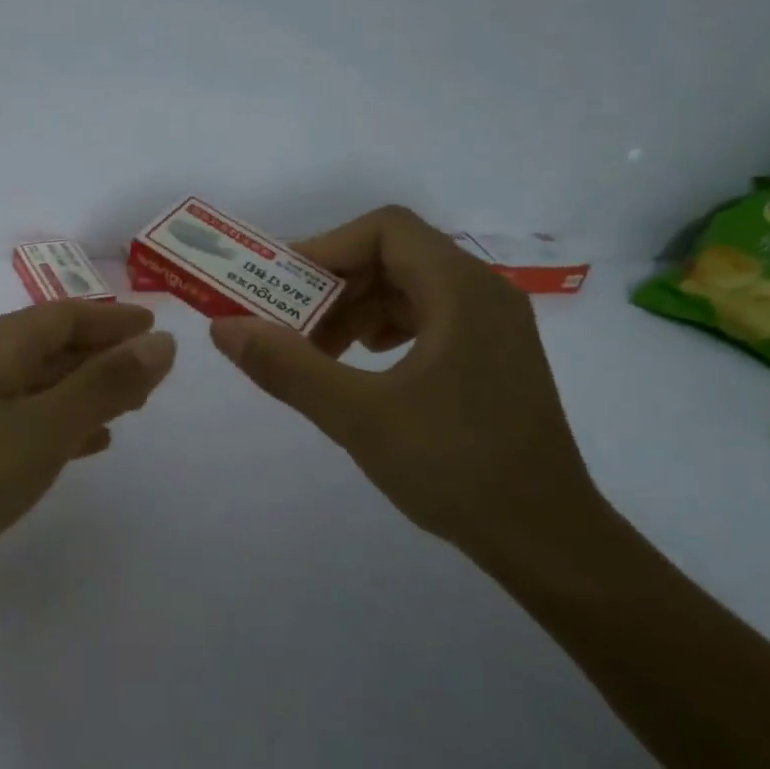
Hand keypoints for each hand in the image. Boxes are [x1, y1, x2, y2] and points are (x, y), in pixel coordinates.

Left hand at [0, 302, 176, 572]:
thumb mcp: (46, 427)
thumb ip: (105, 385)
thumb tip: (161, 344)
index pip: (68, 315)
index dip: (114, 321)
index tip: (155, 328)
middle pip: (53, 347)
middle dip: (103, 355)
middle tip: (151, 373)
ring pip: (39, 385)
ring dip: (85, 390)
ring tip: (130, 406)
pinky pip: (22, 419)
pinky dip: (58, 423)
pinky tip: (83, 445)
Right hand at [209, 205, 601, 555]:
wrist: (545, 538)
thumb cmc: (454, 467)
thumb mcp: (358, 416)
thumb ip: (288, 367)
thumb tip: (224, 327)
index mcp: (461, 291)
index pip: (385, 230)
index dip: (326, 248)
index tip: (281, 288)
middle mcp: (483, 294)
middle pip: (395, 256)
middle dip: (334, 285)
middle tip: (290, 327)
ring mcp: (494, 327)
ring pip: (410, 288)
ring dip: (356, 309)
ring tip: (321, 353)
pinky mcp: (493, 358)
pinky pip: (429, 319)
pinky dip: (385, 330)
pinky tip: (364, 367)